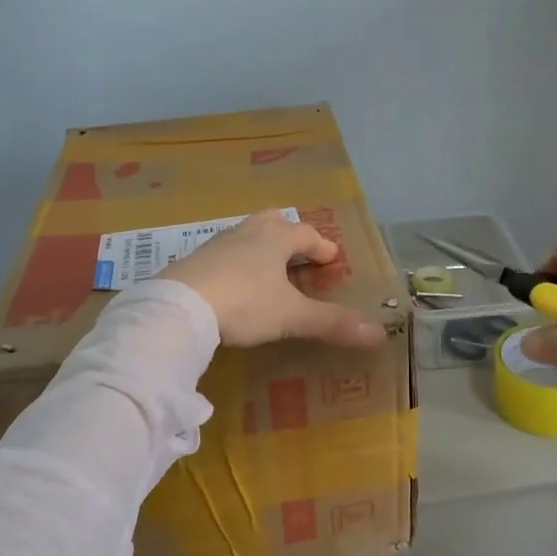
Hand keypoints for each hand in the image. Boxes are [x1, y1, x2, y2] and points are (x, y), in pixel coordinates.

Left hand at [164, 210, 386, 349]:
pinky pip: (222, 255)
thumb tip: (379, 334)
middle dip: (288, 234)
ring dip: (260, 249)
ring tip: (268, 271)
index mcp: (275, 238)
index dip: (321, 246)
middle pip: (272, 222)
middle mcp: (247, 232)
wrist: (178, 307)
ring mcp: (216, 244)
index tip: (331, 257)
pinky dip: (235, 265)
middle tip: (297, 253)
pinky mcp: (192, 262)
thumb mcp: (292, 316)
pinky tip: (233, 286)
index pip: (306, 234)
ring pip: (245, 236)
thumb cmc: (244, 303)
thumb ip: (332, 323)